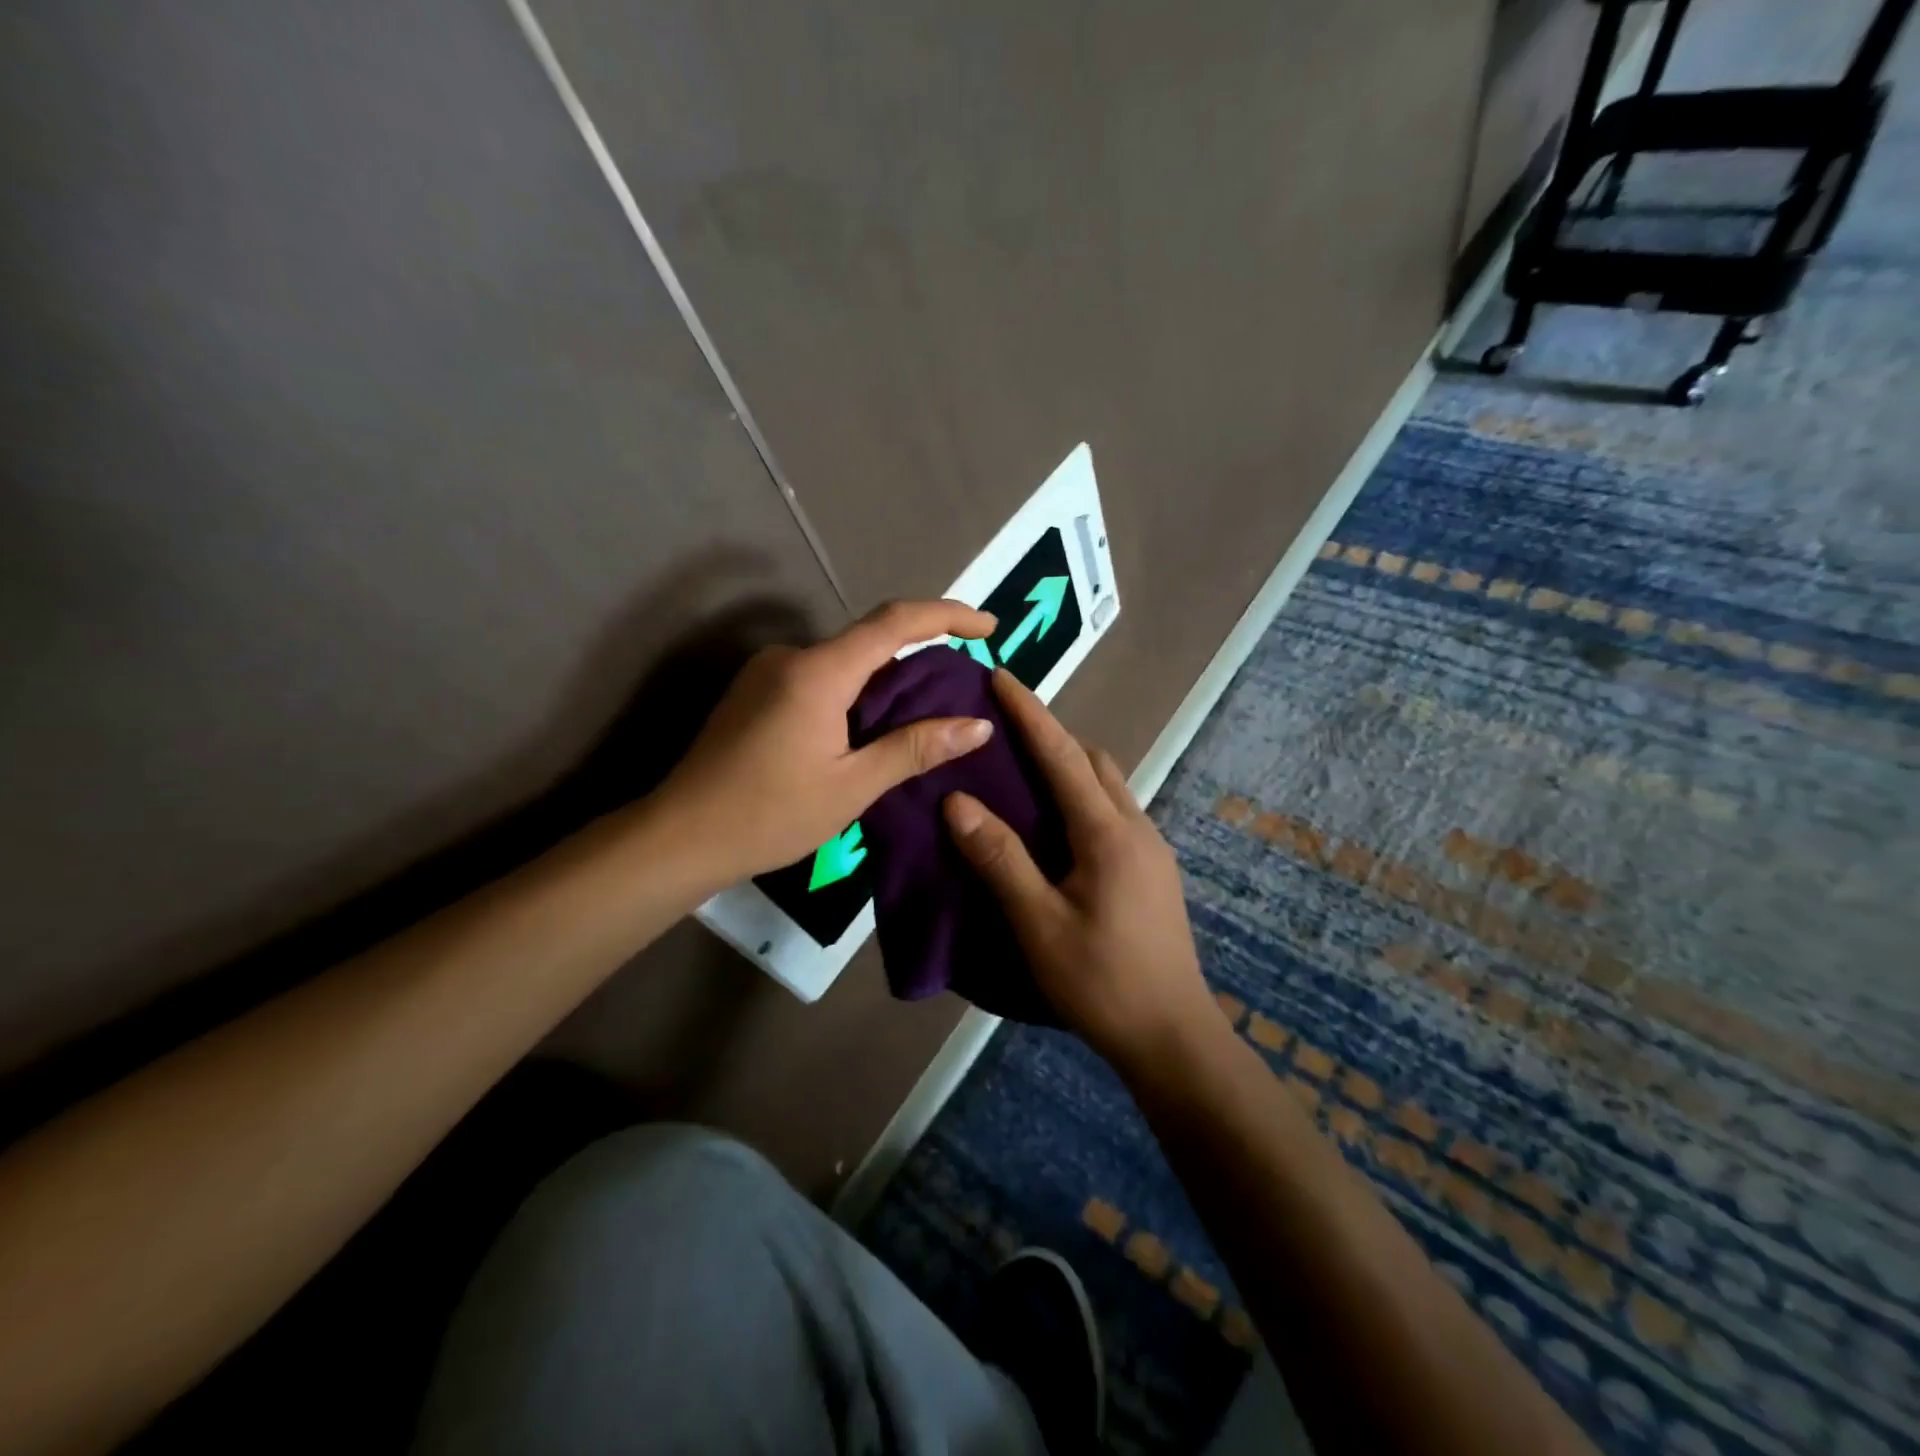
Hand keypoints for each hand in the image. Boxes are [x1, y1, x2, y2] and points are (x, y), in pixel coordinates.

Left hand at [654, 599, 998, 887]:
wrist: (679, 836)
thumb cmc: (770, 814)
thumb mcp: (852, 786)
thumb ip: (915, 748)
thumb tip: (978, 725)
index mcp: (819, 671)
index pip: (895, 622)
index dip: (947, 616)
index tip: (989, 626)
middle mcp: (792, 656)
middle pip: (869, 639)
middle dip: (920, 653)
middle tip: (961, 685)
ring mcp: (767, 671)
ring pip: (843, 661)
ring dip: (885, 679)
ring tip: (923, 715)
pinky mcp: (754, 691)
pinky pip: (820, 677)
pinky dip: (854, 692)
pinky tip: (868, 728)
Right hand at [942, 671, 1218, 1069]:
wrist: (1172, 1036)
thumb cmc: (1100, 981)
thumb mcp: (1038, 923)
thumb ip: (999, 859)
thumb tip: (958, 801)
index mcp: (1107, 832)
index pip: (1062, 755)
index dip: (1029, 713)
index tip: (1000, 675)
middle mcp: (1136, 828)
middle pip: (1093, 760)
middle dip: (1051, 734)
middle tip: (1004, 729)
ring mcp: (1151, 849)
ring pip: (1108, 785)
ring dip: (1069, 766)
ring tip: (1023, 773)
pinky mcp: (1154, 871)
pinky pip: (1114, 812)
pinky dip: (1082, 798)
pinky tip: (1056, 826)